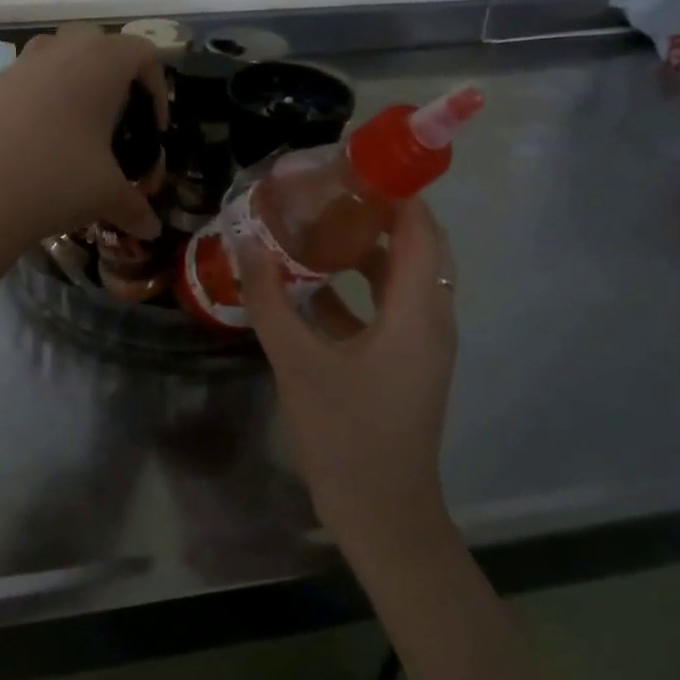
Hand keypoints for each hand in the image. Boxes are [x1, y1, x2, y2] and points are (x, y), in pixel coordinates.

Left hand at [0, 25, 166, 256]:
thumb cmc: (58, 179)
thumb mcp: (106, 194)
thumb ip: (134, 206)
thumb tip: (152, 230)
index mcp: (102, 62)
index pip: (144, 52)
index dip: (157, 87)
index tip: (152, 128)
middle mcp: (63, 49)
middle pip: (100, 43)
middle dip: (115, 75)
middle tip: (118, 118)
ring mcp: (22, 64)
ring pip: (59, 53)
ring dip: (75, 79)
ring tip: (78, 125)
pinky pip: (28, 78)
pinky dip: (41, 97)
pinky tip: (39, 140)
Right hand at [240, 196, 459, 566]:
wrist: (383, 515)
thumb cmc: (346, 435)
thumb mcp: (298, 363)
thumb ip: (271, 301)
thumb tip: (247, 244)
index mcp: (418, 312)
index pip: (420, 229)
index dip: (395, 190)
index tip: (352, 163)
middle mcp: (431, 319)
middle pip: (417, 246)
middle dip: (378, 212)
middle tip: (328, 188)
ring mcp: (421, 344)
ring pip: (402, 277)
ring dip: (367, 248)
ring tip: (317, 223)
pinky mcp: (406, 363)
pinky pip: (388, 307)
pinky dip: (359, 286)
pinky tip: (312, 283)